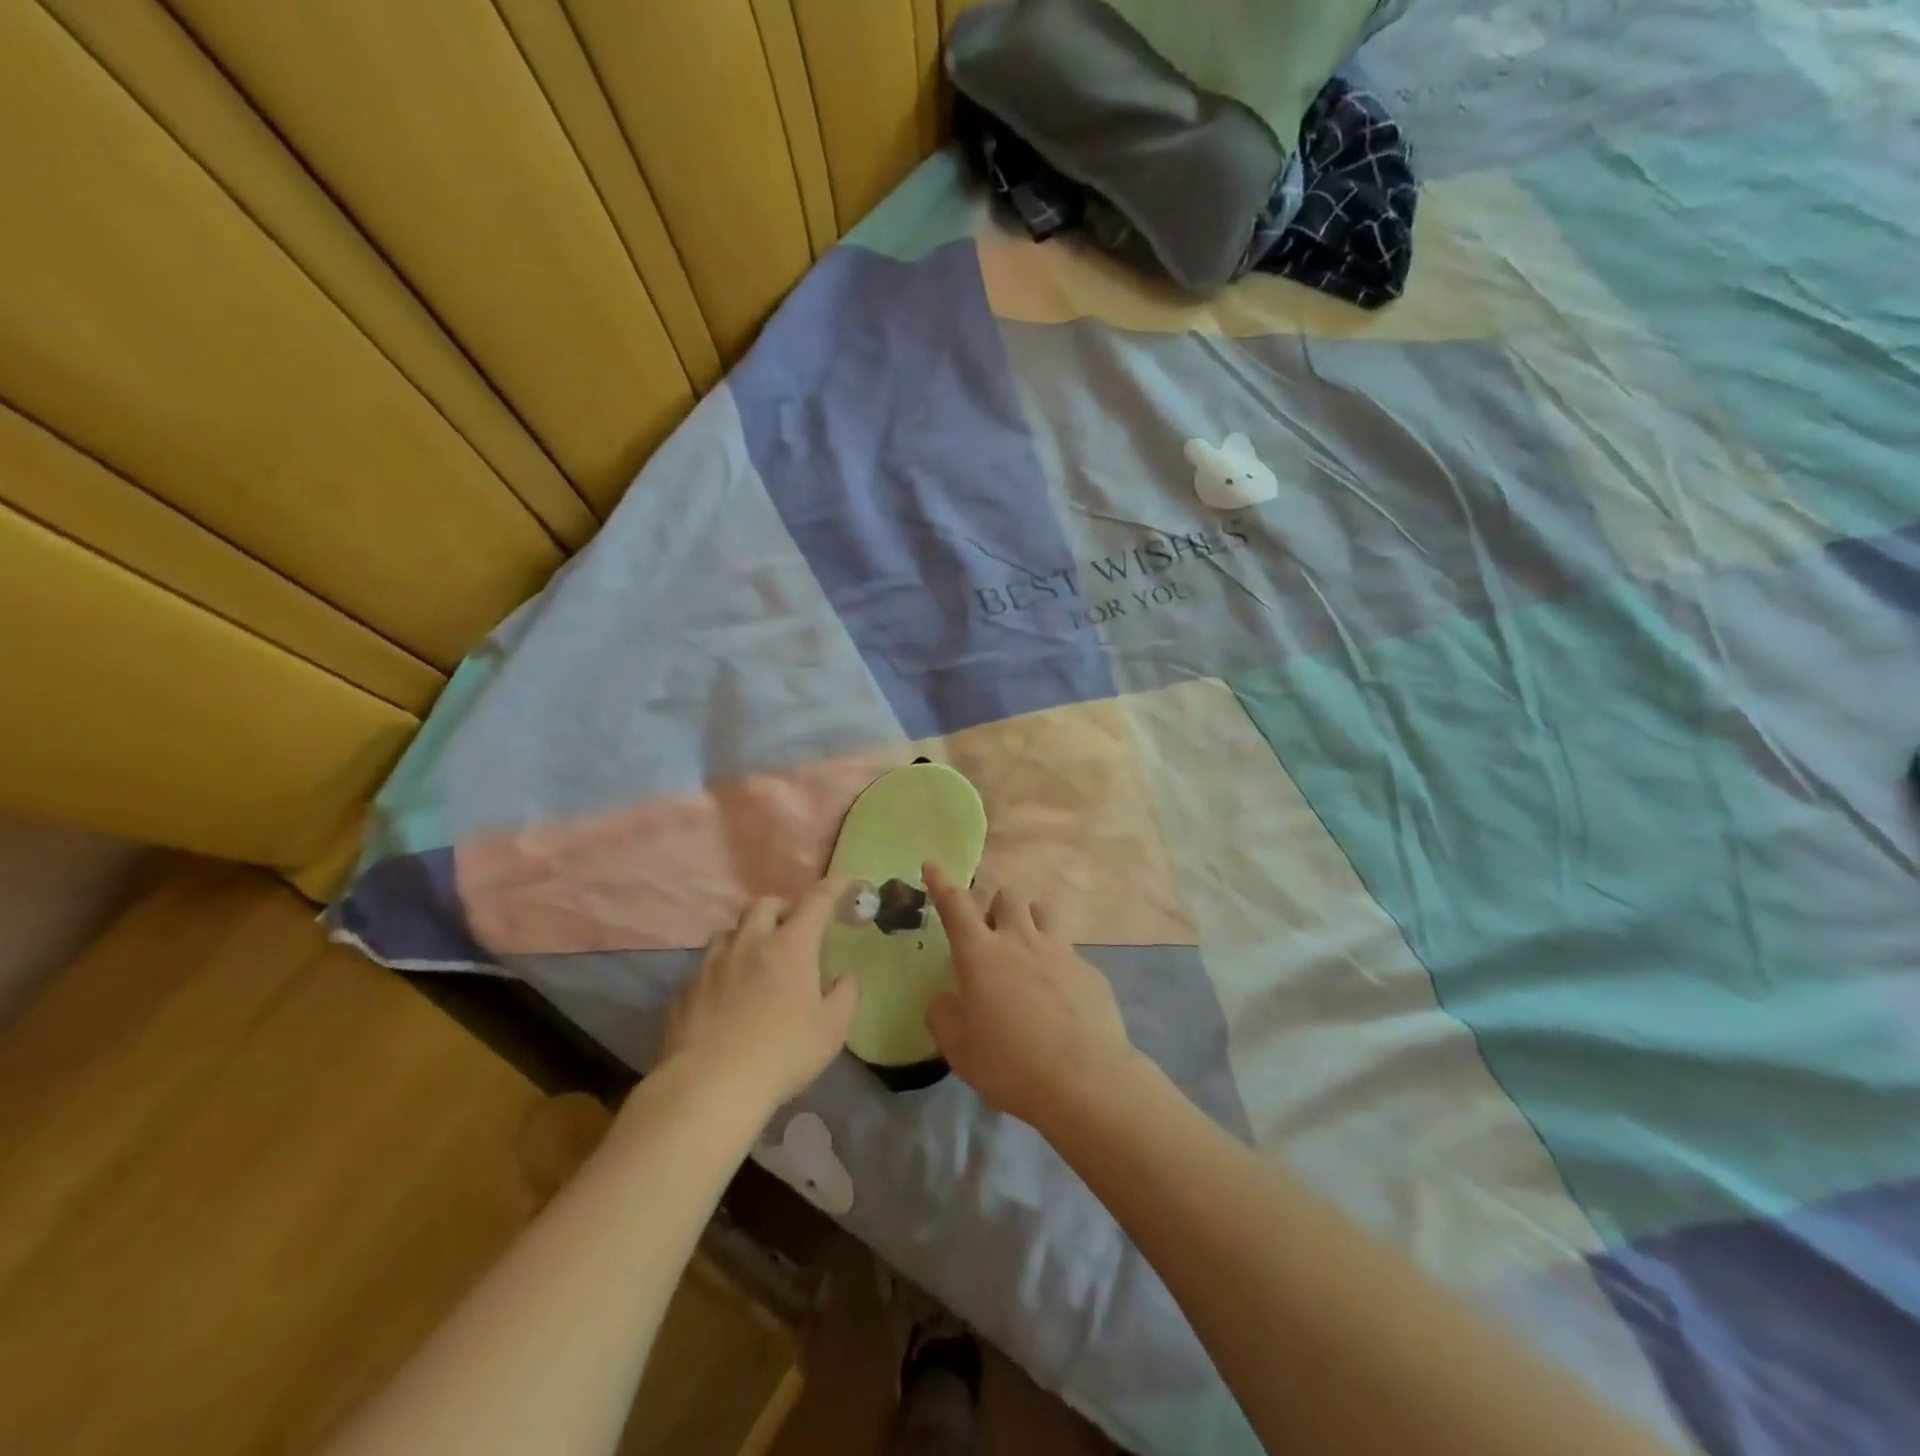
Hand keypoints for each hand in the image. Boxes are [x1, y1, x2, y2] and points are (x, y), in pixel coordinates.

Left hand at [661, 878, 861, 1111]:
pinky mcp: (687, 988)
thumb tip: (844, 976)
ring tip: (757, 958)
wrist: (709, 1087)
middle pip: (764, 904)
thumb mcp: (832, 1029)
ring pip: (731, 930)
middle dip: (783, 908)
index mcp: (790, 945)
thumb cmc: (782, 1054)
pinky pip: (708, 963)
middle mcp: (750, 942)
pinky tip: (729, 993)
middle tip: (795, 929)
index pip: (817, 900)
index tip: (847, 883)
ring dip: (748, 934)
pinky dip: (725, 966)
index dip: (835, 886)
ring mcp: (713, 963)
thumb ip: (845, 994)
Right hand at [922, 862, 1137, 1130]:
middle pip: (1007, 897)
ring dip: (1031, 919)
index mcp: (981, 954)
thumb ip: (944, 1016)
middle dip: (996, 905)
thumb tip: (945, 999)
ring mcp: (1060, 951)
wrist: (1084, 1080)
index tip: (932, 864)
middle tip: (992, 931)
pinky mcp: (1090, 970)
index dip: (941, 883)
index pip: (955, 906)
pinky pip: (1070, 952)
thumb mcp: (959, 1048)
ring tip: (1028, 946)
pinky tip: (1061, 997)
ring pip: (1044, 912)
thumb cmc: (1010, 1064)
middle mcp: (1020, 940)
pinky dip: (1058, 963)